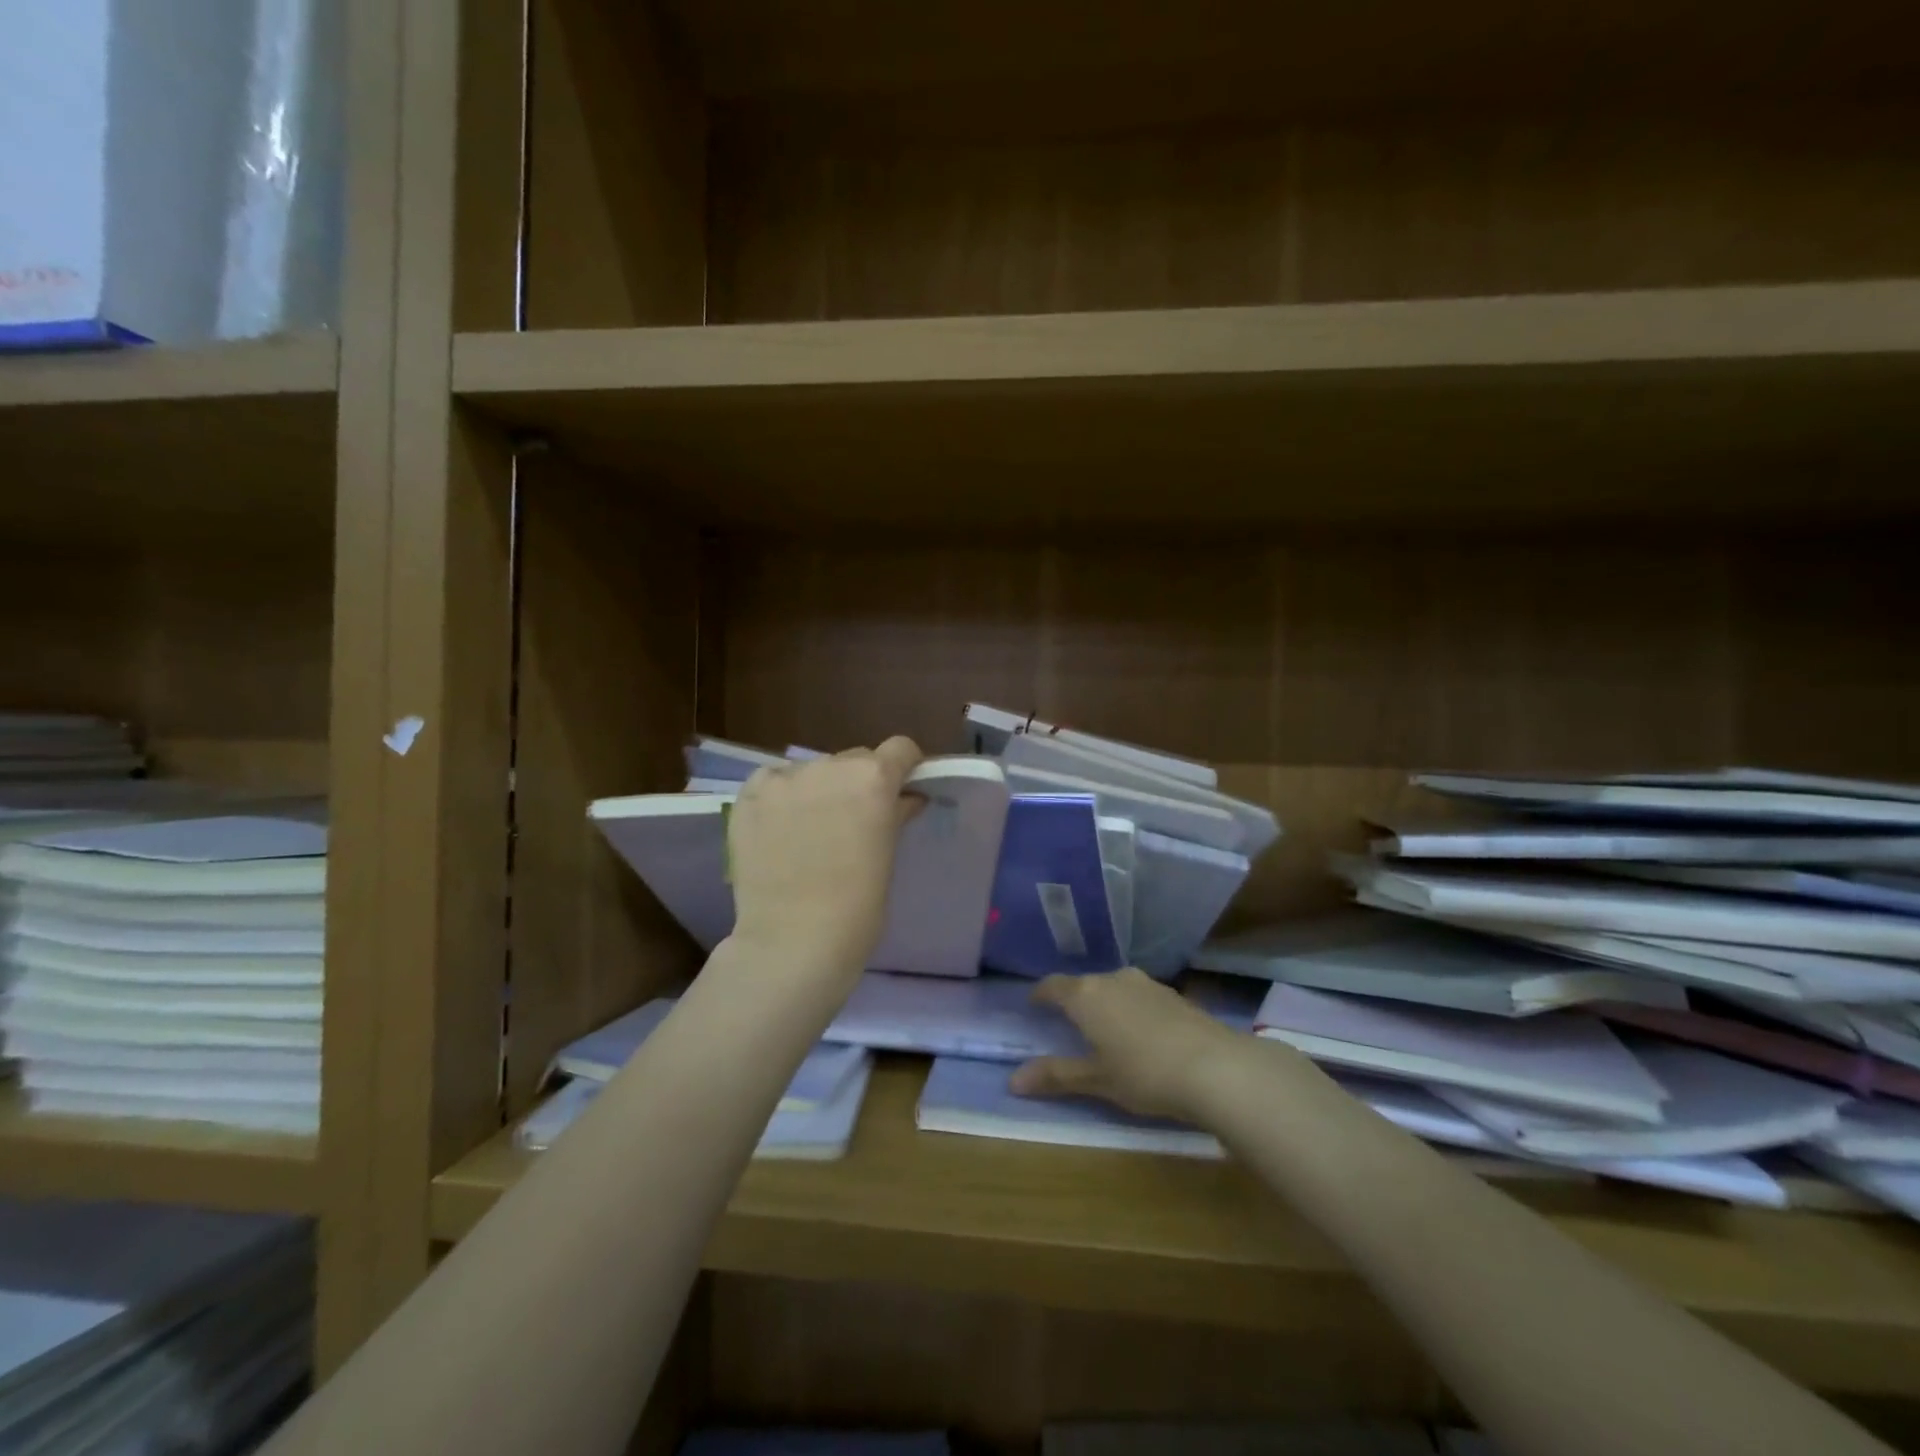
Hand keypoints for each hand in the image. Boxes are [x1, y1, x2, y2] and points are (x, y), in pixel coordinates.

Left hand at [725, 737, 923, 984]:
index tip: (902, 790)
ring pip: (813, 770)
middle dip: (860, 782)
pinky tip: (780, 828)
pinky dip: (783, 796)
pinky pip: (774, 781)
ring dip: (820, 789)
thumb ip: (896, 815)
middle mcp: (829, 766)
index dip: (905, 767)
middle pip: (855, 759)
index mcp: (873, 778)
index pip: (900, 749)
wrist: (793, 940)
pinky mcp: (749, 795)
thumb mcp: (887, 856)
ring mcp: (784, 778)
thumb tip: (906, 798)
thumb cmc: (858, 907)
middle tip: (855, 820)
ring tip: (811, 829)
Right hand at [1010, 969, 1249, 1122]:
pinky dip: (1132, 1010)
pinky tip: (1143, 1034)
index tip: (1034, 1005)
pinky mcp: (1174, 994)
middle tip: (1069, 1025)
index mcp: (1086, 995)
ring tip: (1107, 1030)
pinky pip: (1140, 997)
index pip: (1053, 985)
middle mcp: (1112, 979)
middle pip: (1084, 985)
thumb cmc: (1144, 1073)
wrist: (1216, 1067)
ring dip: (1106, 1004)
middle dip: (1075, 1001)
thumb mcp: (1097, 1080)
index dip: (1041, 995)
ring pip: (1114, 988)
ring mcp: (1146, 983)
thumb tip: (1013, 1080)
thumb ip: (1056, 1076)